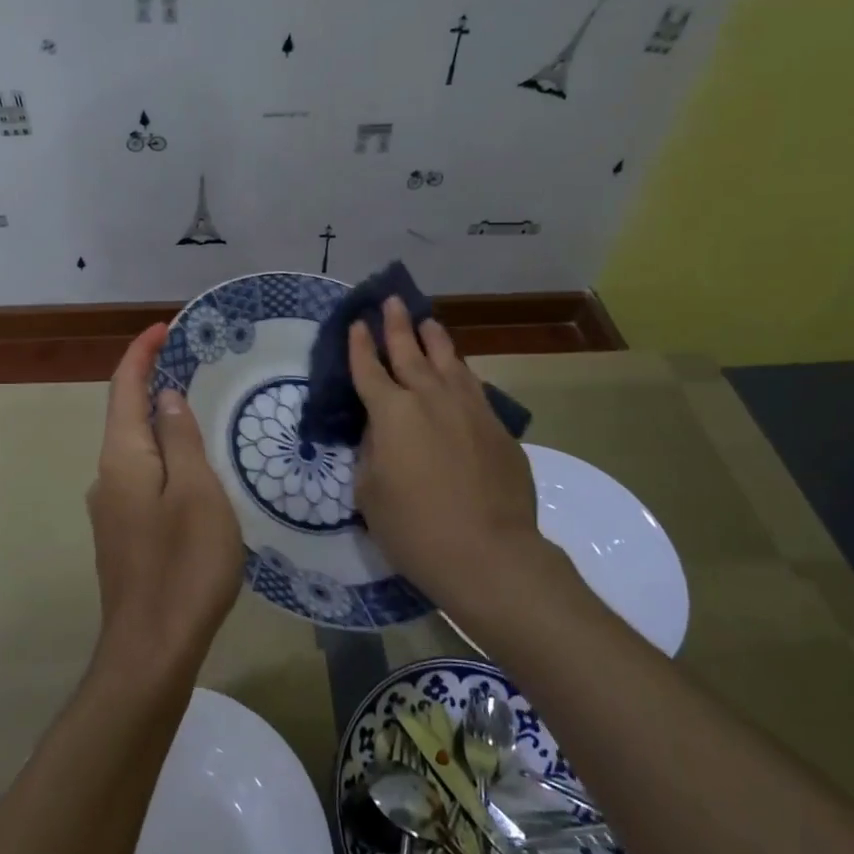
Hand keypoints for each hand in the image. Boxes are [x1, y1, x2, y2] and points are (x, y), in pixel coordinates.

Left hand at [86, 324, 243, 673]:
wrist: (152, 649)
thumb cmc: (184, 563)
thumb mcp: (196, 490)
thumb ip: (180, 438)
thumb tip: (164, 397)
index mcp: (122, 458)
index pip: (125, 388)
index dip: (140, 353)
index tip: (163, 327)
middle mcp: (107, 476)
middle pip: (126, 415)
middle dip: (151, 383)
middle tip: (191, 365)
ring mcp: (111, 509)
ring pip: (135, 449)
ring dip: (159, 422)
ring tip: (198, 411)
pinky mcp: (122, 535)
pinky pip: (142, 477)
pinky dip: (163, 456)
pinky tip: (191, 470)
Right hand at [349, 298, 540, 609]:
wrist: (489, 553)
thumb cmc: (415, 529)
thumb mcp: (370, 494)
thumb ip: (370, 452)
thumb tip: (380, 431)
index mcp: (391, 413)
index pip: (369, 369)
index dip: (360, 345)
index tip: (357, 323)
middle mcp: (429, 398)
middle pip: (410, 351)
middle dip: (397, 325)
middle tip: (391, 300)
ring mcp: (468, 408)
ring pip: (448, 361)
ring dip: (434, 339)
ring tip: (427, 321)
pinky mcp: (496, 426)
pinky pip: (473, 386)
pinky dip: (460, 370)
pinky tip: (459, 368)